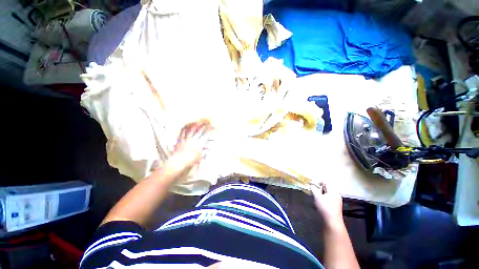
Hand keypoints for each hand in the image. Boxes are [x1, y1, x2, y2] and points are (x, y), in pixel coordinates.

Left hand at [171, 121, 211, 169]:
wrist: (180, 160)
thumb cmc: (191, 159)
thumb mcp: (200, 157)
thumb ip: (204, 152)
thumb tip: (208, 149)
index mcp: (199, 143)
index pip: (205, 136)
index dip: (208, 132)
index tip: (210, 129)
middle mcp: (193, 140)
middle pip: (198, 132)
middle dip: (202, 128)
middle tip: (204, 124)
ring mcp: (186, 139)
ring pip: (190, 132)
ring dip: (193, 127)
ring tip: (195, 123)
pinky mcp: (180, 141)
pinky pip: (182, 134)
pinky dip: (184, 131)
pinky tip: (185, 128)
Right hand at [311, 183, 343, 228]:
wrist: (332, 222)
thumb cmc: (325, 208)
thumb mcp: (317, 197)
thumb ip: (314, 189)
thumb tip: (311, 185)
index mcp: (333, 191)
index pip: (326, 182)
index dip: (319, 182)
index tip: (312, 185)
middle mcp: (336, 194)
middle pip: (327, 187)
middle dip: (319, 188)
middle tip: (313, 191)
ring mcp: (336, 200)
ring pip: (327, 193)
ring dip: (321, 193)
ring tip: (316, 196)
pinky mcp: (335, 205)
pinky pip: (329, 198)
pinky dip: (323, 197)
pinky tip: (319, 201)